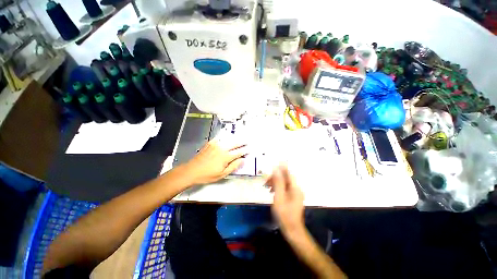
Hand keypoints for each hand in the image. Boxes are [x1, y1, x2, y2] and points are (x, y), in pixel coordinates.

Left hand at [183, 139, 247, 185]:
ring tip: (240, 138)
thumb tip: (242, 160)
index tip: (249, 149)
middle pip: (235, 143)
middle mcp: (222, 148)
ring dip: (235, 138)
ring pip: (228, 139)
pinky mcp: (210, 143)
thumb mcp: (222, 174)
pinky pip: (220, 138)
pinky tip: (228, 137)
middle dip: (242, 142)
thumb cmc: (208, 175)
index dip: (245, 150)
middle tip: (247, 141)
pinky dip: (226, 137)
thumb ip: (233, 166)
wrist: (192, 170)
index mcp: (225, 156)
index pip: (238, 152)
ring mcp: (215, 144)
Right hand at [267, 165, 304, 234]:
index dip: (281, 167)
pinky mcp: (293, 197)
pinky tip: (272, 191)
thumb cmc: (285, 215)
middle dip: (275, 177)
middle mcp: (297, 188)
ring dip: (276, 182)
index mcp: (295, 188)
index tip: (273, 164)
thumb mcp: (279, 197)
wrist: (292, 230)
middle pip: (286, 177)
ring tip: (267, 187)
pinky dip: (278, 187)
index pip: (288, 173)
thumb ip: (278, 183)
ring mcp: (296, 193)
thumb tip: (276, 170)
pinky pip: (285, 188)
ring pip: (285, 183)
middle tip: (266, 181)